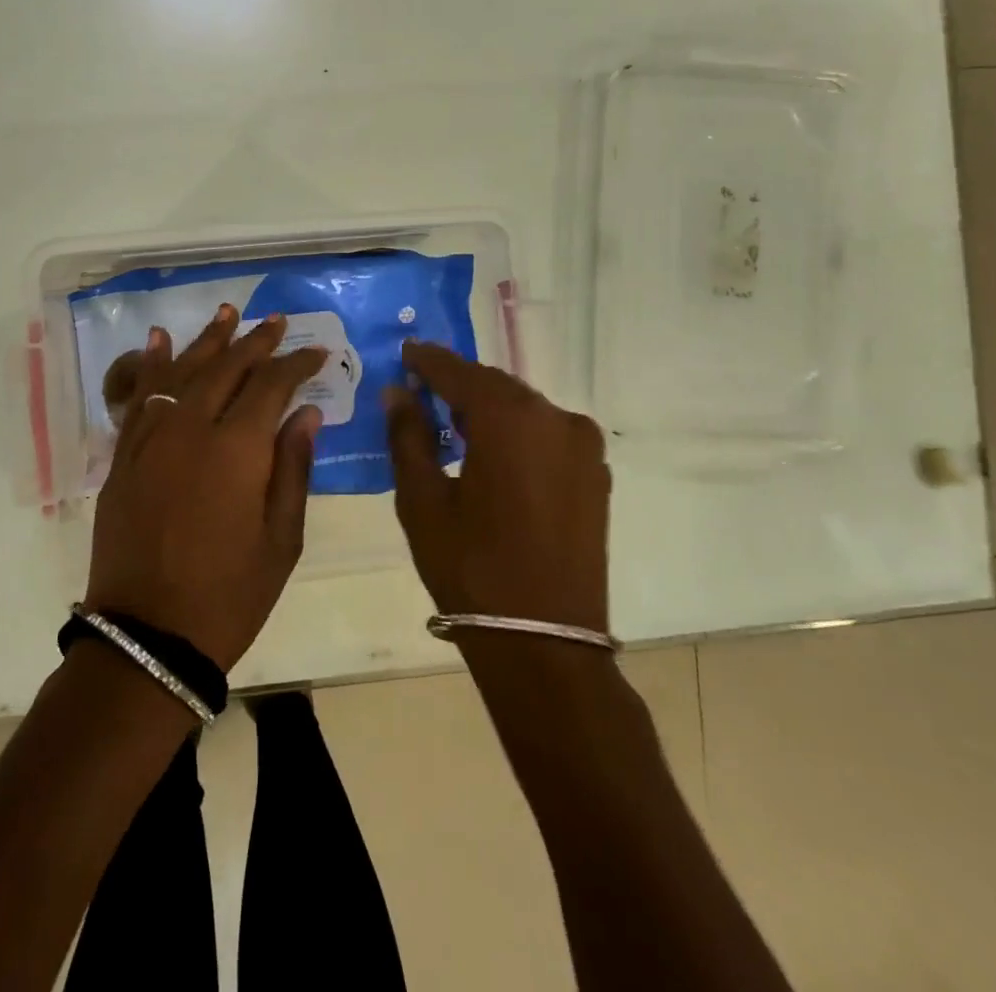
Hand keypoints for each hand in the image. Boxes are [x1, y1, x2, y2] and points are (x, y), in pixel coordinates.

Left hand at [85, 307, 327, 671]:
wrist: (147, 637)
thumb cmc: (228, 595)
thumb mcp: (281, 539)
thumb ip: (294, 468)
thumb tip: (307, 412)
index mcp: (237, 449)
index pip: (271, 385)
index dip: (296, 364)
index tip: (316, 352)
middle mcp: (191, 428)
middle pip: (226, 368)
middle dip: (255, 341)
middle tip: (276, 321)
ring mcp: (151, 439)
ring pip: (182, 372)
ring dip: (207, 340)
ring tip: (228, 312)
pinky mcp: (124, 456)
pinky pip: (139, 397)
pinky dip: (150, 365)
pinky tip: (158, 340)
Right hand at [384, 341, 610, 633]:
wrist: (545, 643)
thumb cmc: (471, 568)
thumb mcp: (422, 501)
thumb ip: (408, 436)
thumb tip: (398, 392)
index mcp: (510, 418)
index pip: (460, 372)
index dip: (428, 360)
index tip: (405, 353)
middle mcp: (555, 417)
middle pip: (496, 386)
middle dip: (458, 385)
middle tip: (423, 391)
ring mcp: (583, 446)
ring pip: (524, 409)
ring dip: (489, 410)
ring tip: (454, 425)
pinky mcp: (596, 474)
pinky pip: (548, 434)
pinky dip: (517, 433)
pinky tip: (494, 454)